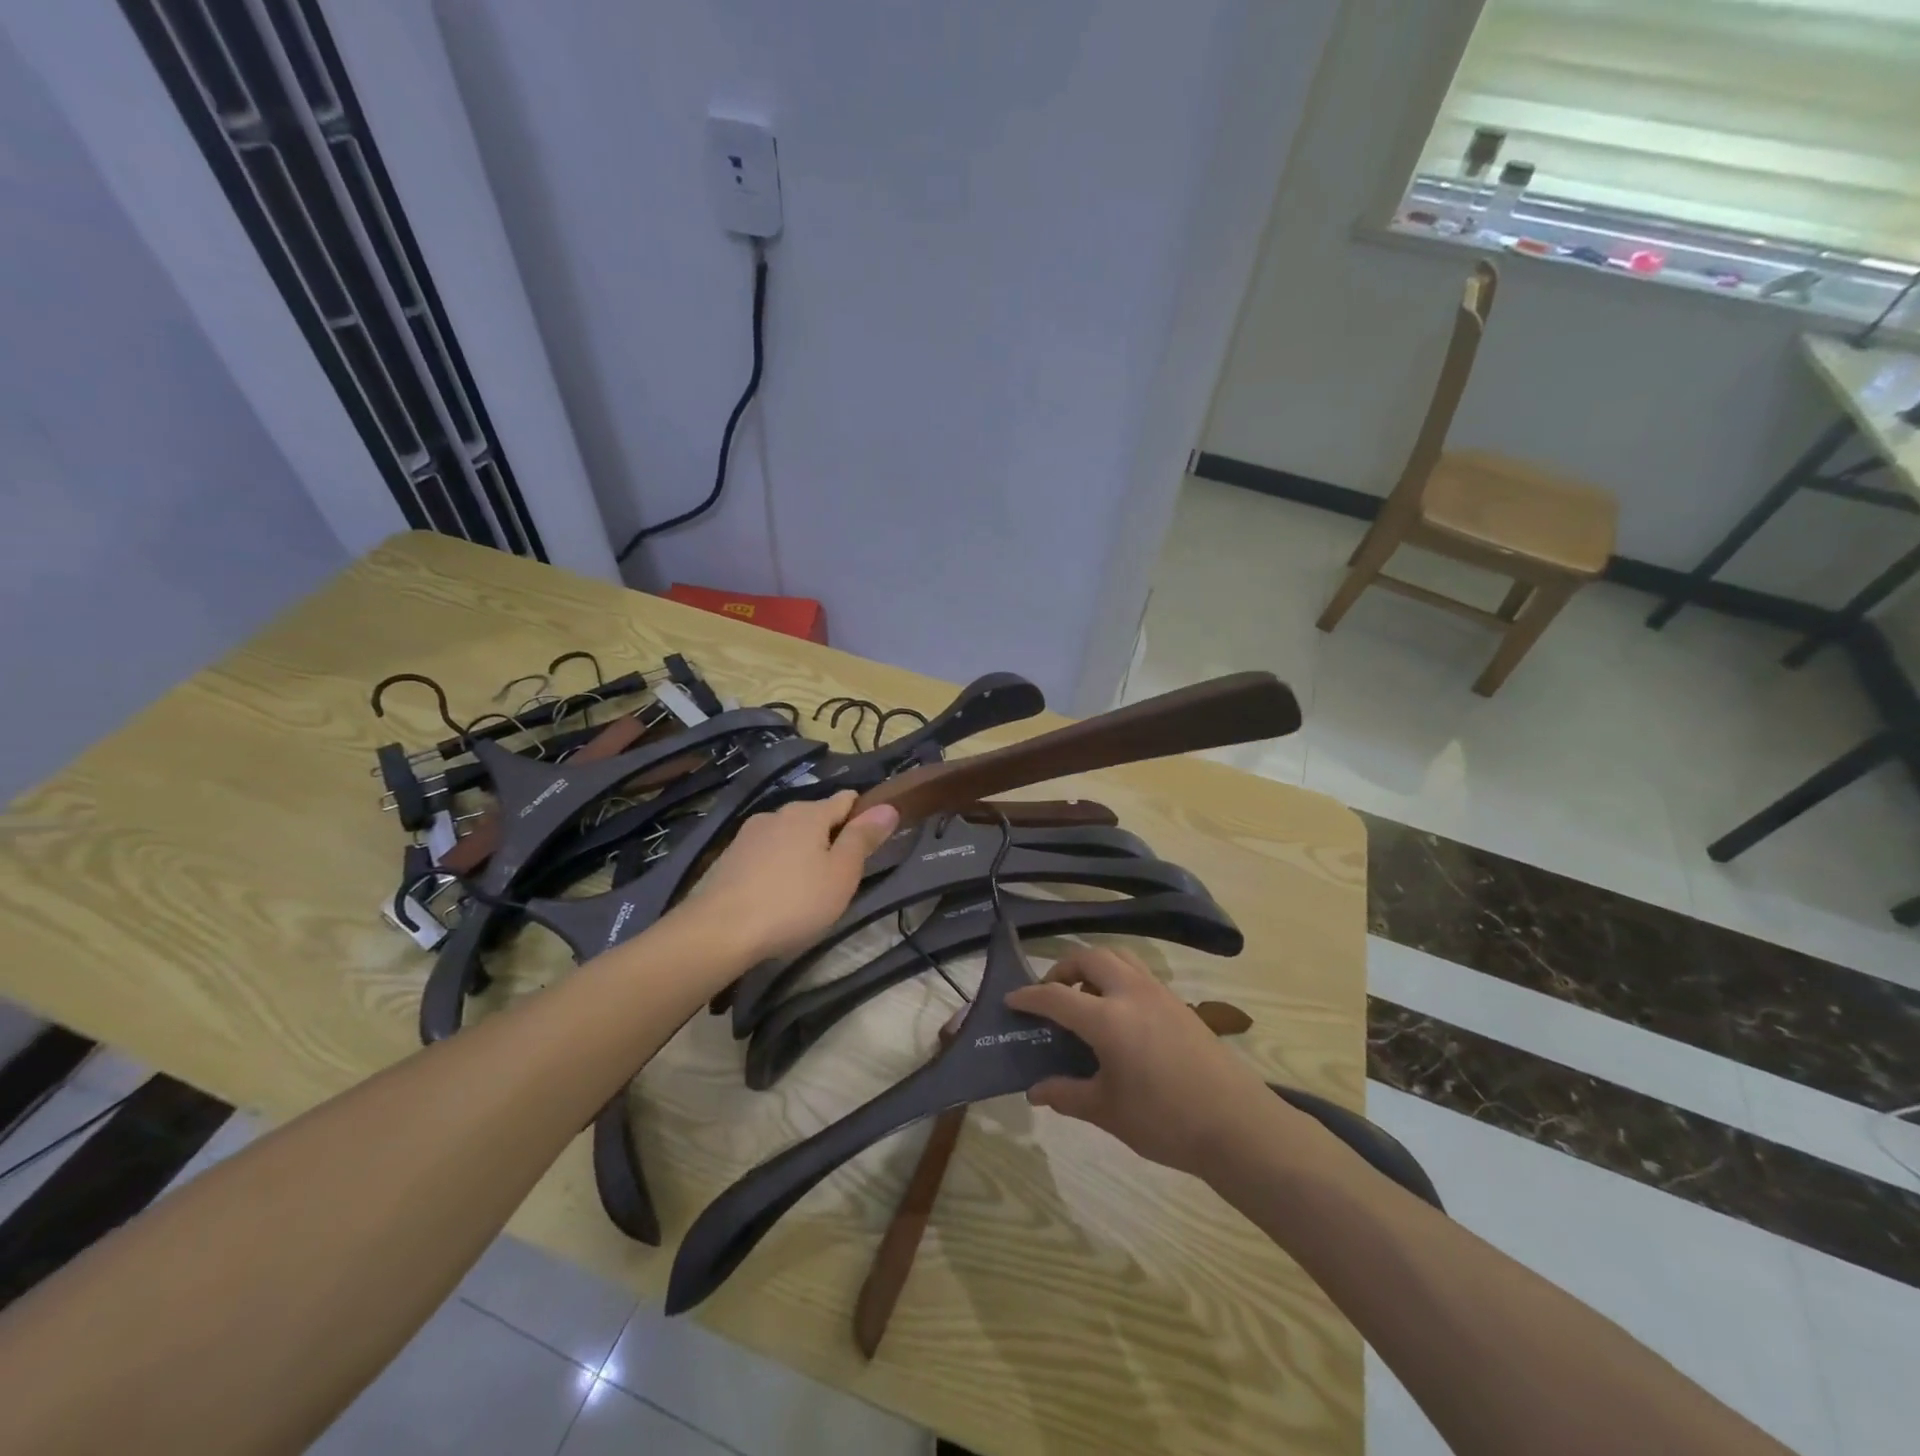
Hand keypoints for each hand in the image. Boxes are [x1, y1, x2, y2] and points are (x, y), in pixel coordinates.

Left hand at [690, 792, 899, 962]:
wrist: (718, 930)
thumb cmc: (793, 902)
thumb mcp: (841, 874)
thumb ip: (863, 838)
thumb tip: (888, 806)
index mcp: (809, 813)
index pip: (845, 799)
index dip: (862, 815)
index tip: (871, 841)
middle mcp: (777, 814)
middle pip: (815, 818)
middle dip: (830, 838)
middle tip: (841, 876)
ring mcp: (748, 835)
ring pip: (787, 836)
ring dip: (801, 853)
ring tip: (807, 889)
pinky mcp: (728, 858)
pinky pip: (764, 855)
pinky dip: (776, 867)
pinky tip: (776, 895)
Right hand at [1005, 946, 1279, 1178]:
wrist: (1237, 1125)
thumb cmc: (1166, 1121)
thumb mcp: (1108, 1111)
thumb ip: (1067, 1095)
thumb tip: (1035, 1091)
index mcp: (1108, 1019)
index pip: (1057, 996)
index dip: (1030, 997)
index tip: (1011, 1000)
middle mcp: (1131, 993)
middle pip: (1089, 958)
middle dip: (1063, 969)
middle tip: (1051, 994)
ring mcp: (1159, 993)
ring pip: (1118, 956)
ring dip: (1094, 965)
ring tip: (1084, 994)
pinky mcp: (1178, 1003)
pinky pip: (1139, 972)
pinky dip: (1118, 976)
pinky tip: (1118, 1012)